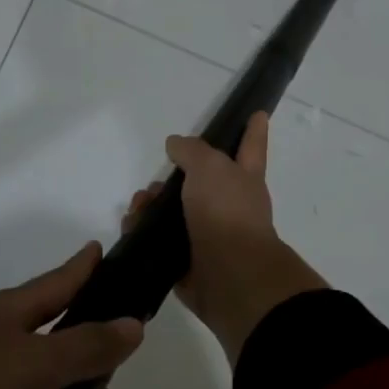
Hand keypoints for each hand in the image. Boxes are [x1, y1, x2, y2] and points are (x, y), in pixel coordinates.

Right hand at [124, 112, 326, 363]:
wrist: (229, 276)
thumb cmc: (226, 212)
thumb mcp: (210, 167)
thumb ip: (192, 151)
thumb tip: (175, 145)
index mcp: (244, 178)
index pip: (251, 146)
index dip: (253, 130)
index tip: (258, 113)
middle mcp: (229, 205)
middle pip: (202, 181)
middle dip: (175, 176)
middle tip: (156, 181)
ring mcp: (210, 234)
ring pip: (176, 211)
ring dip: (152, 204)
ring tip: (138, 205)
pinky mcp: (188, 261)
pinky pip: (160, 241)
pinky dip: (143, 232)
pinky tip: (131, 226)